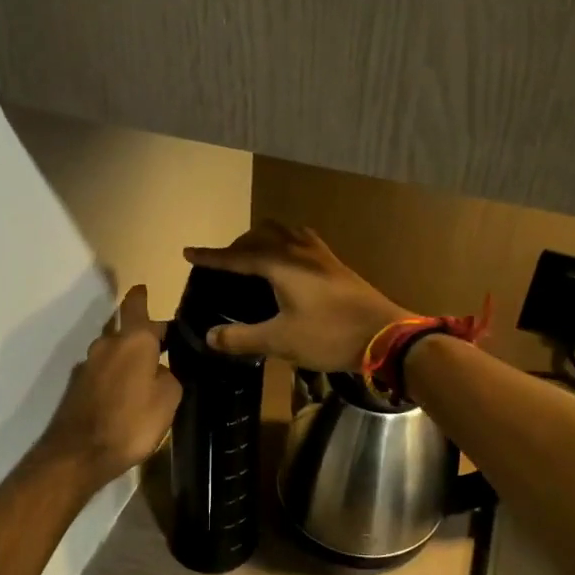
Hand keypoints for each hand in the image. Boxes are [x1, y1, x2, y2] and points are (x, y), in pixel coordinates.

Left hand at [35, 285, 181, 488]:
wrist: (78, 455)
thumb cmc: (131, 423)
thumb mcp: (168, 400)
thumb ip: (169, 377)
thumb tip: (161, 371)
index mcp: (132, 340)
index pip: (135, 305)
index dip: (141, 296)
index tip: (144, 289)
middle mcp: (106, 345)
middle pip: (125, 329)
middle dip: (142, 334)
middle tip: (163, 347)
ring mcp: (87, 366)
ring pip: (112, 351)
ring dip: (126, 357)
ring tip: (145, 374)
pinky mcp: (76, 388)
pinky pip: (101, 372)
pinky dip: (114, 377)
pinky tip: (124, 395)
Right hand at [184, 223, 411, 371]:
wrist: (385, 336)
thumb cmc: (329, 335)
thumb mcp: (280, 341)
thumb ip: (242, 338)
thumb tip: (210, 337)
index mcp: (281, 264)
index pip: (237, 256)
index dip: (211, 257)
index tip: (188, 252)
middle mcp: (299, 250)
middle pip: (261, 235)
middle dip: (238, 245)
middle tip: (224, 264)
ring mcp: (321, 255)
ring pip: (285, 233)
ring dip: (264, 240)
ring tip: (254, 258)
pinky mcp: (337, 265)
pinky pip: (303, 242)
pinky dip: (286, 245)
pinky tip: (290, 265)